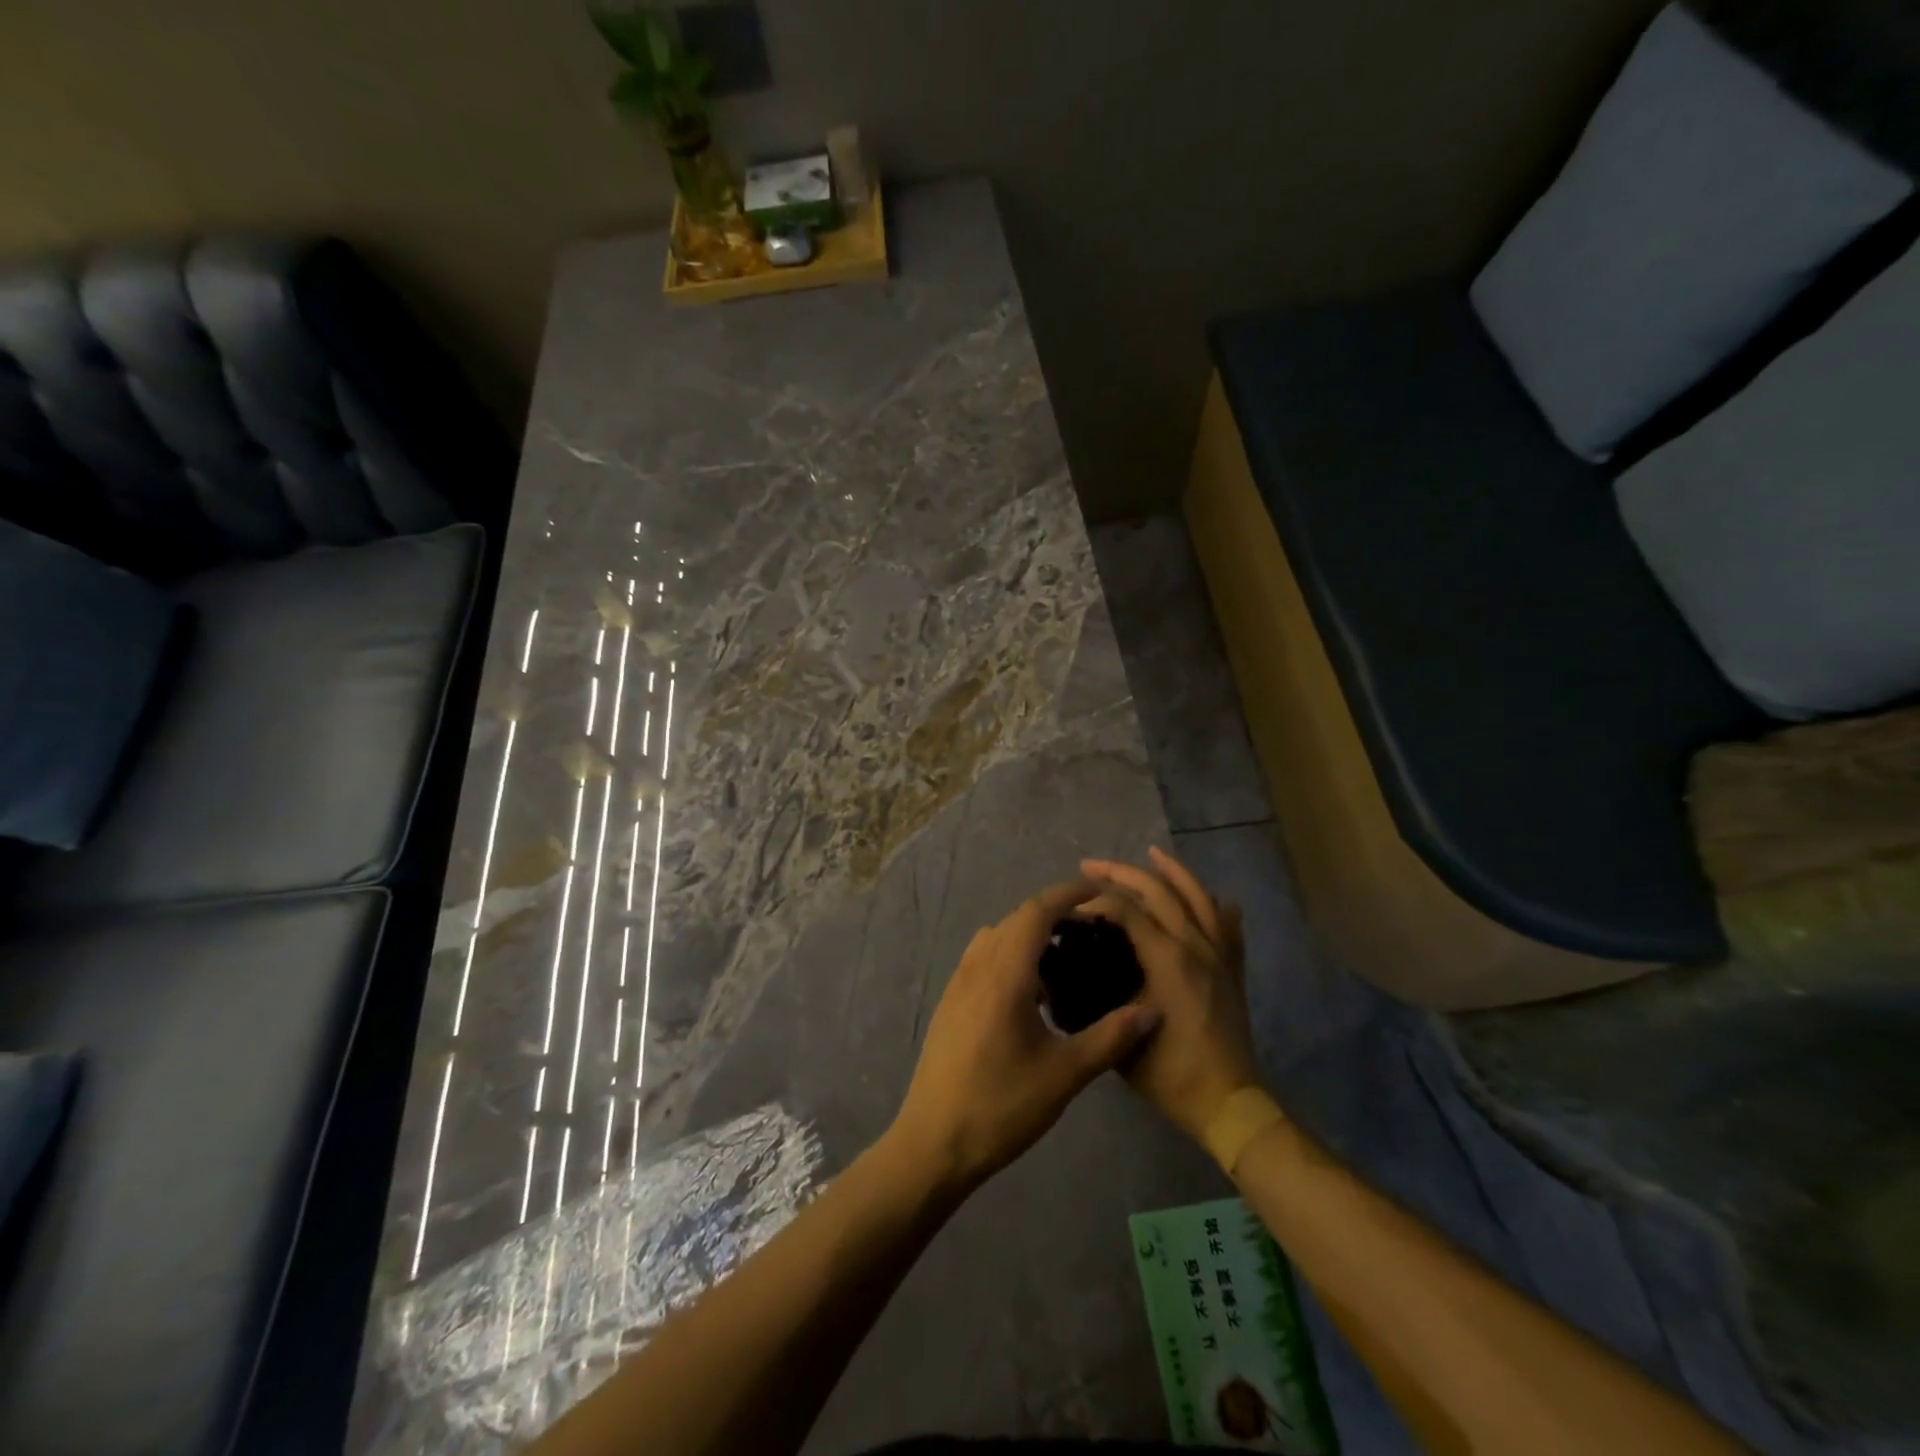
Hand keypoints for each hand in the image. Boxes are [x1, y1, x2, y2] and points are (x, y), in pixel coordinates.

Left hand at [887, 879, 1162, 1193]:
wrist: (933, 1143)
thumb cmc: (1000, 1106)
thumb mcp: (1064, 1075)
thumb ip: (1110, 1038)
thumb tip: (1152, 1011)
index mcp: (1004, 973)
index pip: (1037, 911)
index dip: (1068, 894)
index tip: (1099, 891)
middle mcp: (977, 966)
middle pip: (1017, 919)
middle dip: (1054, 913)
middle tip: (1092, 929)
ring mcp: (958, 983)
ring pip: (997, 937)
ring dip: (1030, 934)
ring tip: (1065, 957)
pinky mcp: (950, 1002)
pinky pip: (983, 958)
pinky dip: (1010, 954)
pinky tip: (1031, 992)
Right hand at [1080, 847, 1261, 1141]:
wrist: (1226, 1102)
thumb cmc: (1169, 1071)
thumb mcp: (1123, 1031)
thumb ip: (1101, 993)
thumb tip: (1079, 963)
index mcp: (1167, 958)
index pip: (1126, 909)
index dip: (1095, 901)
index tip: (1071, 906)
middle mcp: (1194, 945)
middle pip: (1158, 891)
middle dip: (1121, 872)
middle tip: (1090, 866)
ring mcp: (1218, 954)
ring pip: (1198, 896)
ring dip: (1172, 871)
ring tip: (1152, 853)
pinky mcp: (1232, 969)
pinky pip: (1228, 925)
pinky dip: (1216, 905)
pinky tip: (1211, 896)